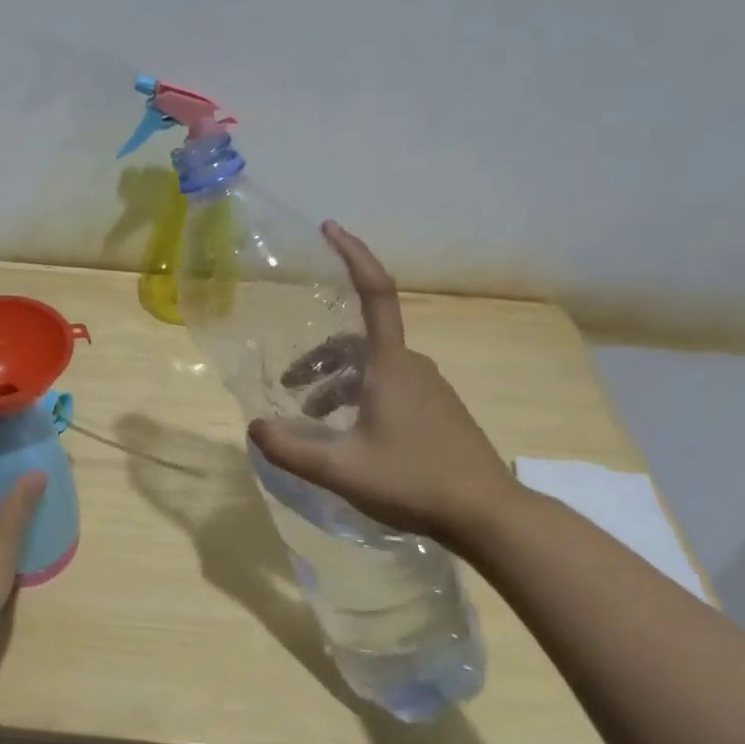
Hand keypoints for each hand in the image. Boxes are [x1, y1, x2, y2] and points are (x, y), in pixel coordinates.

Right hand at [248, 223, 526, 550]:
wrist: (489, 515)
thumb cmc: (413, 481)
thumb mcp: (341, 470)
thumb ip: (290, 450)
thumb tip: (255, 428)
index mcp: (390, 364)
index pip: (374, 292)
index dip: (353, 255)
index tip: (329, 227)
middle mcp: (412, 365)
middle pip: (357, 342)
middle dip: (319, 360)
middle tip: (289, 388)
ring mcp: (430, 388)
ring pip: (372, 368)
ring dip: (337, 384)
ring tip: (312, 419)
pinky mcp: (439, 411)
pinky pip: (390, 387)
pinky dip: (360, 397)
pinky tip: (350, 435)